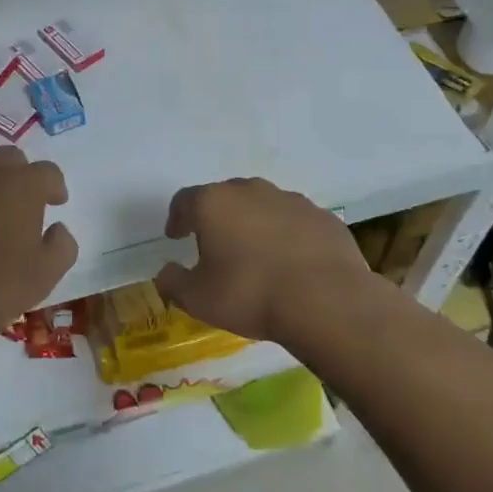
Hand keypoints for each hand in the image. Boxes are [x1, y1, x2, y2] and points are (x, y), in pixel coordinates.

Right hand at [154, 177, 369, 349]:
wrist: (326, 301)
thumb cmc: (250, 294)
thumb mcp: (198, 298)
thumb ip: (174, 282)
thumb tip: (166, 272)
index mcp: (214, 203)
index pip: (184, 201)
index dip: (177, 218)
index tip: (176, 236)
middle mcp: (250, 191)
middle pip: (225, 197)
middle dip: (217, 217)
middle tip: (215, 244)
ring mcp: (291, 200)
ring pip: (263, 206)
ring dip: (254, 224)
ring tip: (255, 255)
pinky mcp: (322, 216)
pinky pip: (295, 221)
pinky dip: (287, 235)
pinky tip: (290, 262)